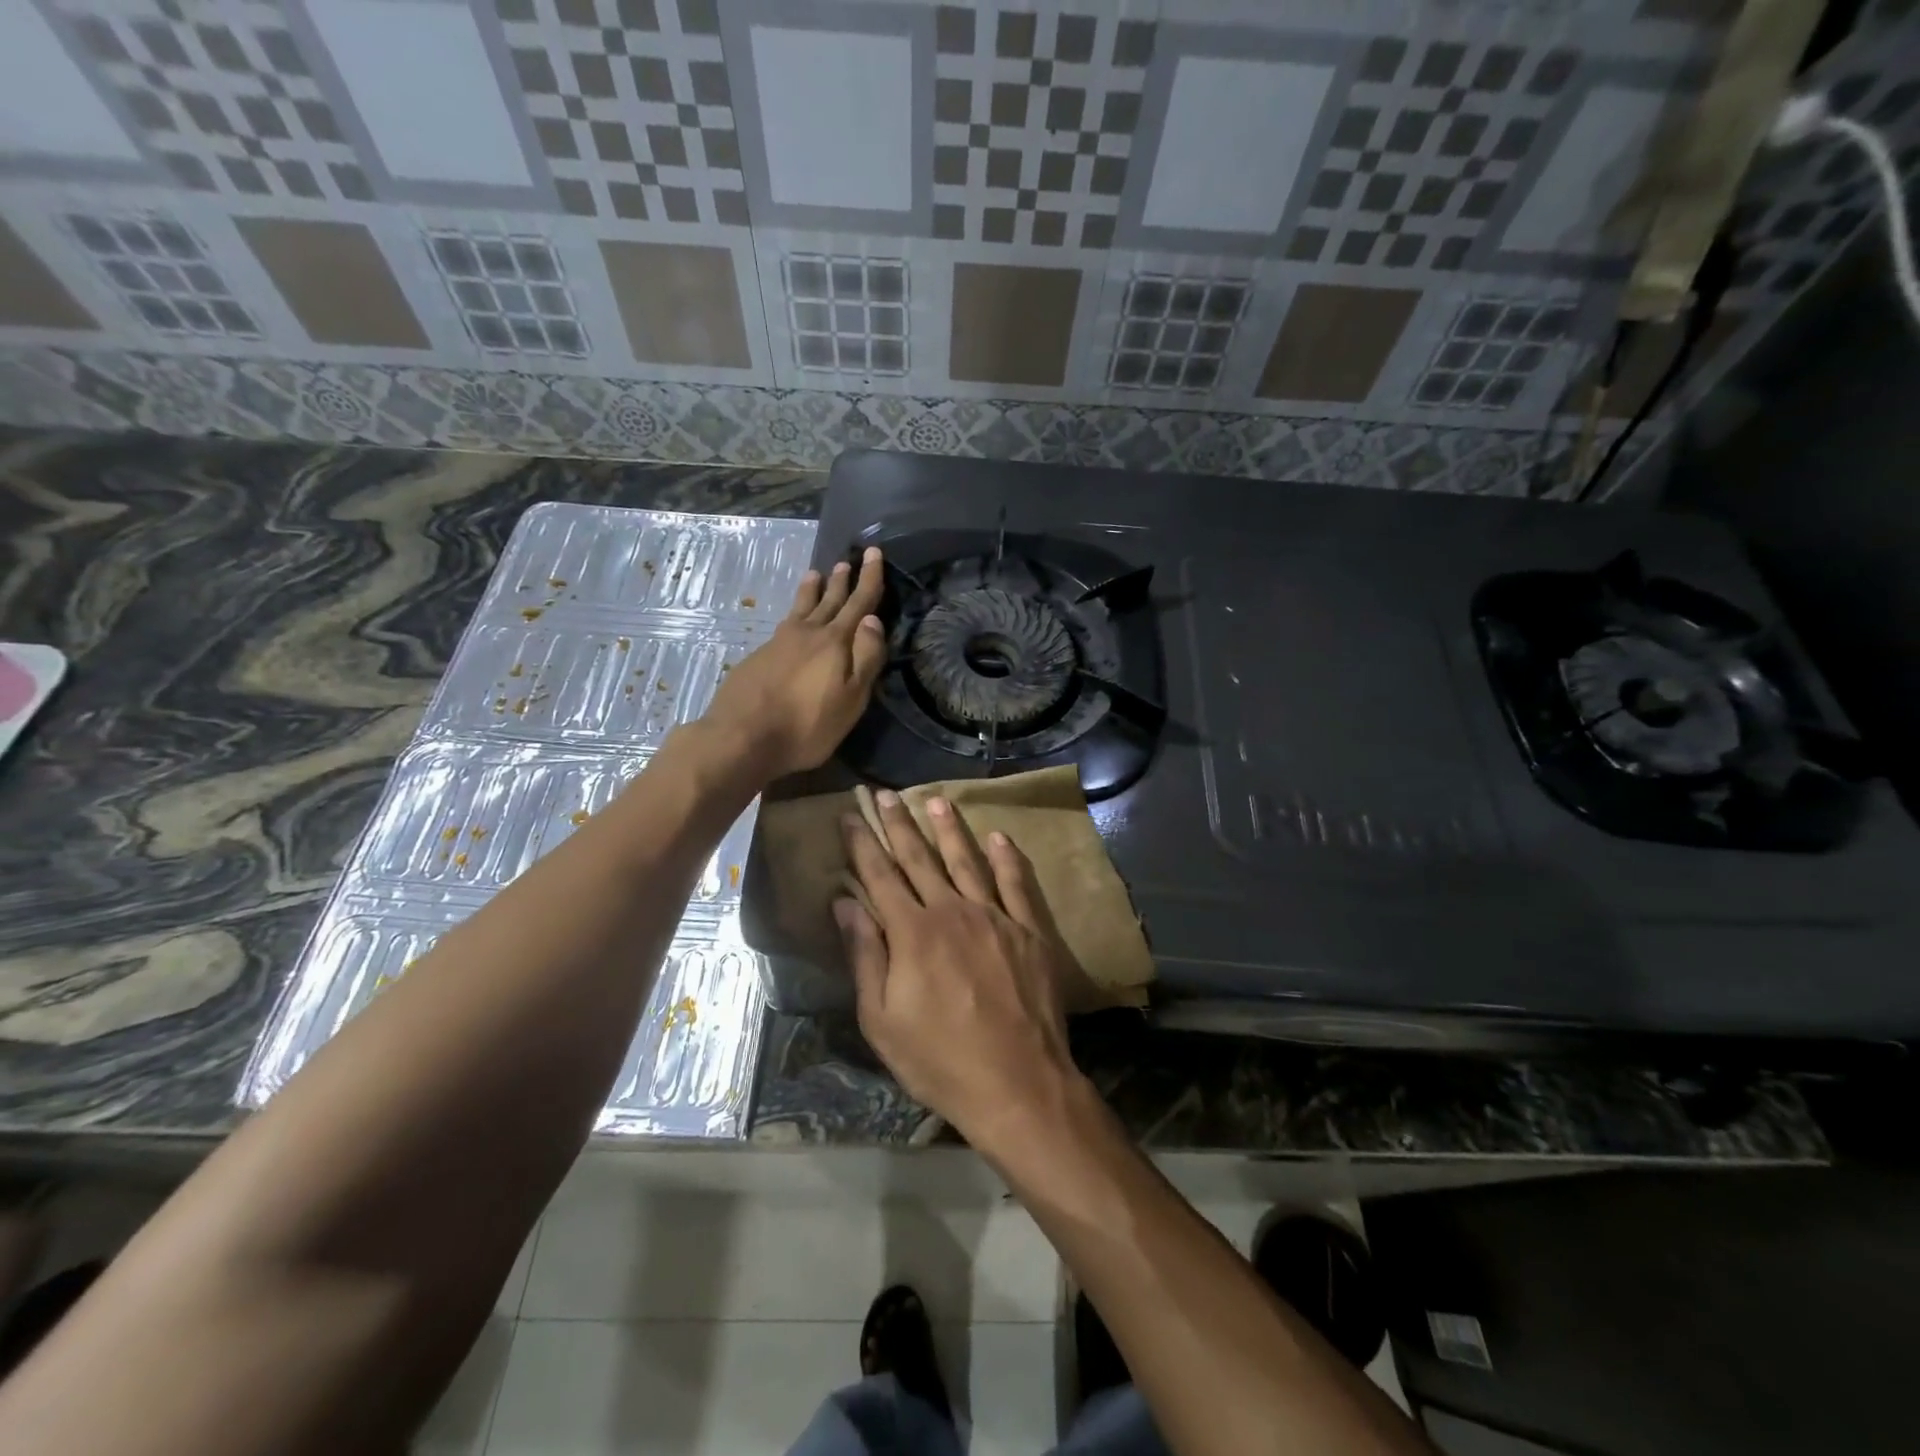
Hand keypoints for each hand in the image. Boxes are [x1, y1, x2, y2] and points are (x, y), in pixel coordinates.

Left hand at [702, 548, 886, 779]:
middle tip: (848, 561)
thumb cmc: (806, 725)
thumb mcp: (850, 699)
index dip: (869, 579)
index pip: (859, 603)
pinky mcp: (759, 656)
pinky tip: (791, 618)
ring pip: (801, 608)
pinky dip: (794, 611)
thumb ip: (865, 658)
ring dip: (811, 590)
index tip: (873, 553)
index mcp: (835, 642)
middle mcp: (807, 633)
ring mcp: (779, 642)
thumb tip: (873, 620)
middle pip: (829, 601)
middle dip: (842, 581)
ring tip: (815, 574)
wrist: (741, 736)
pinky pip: (784, 623)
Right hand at [835, 790, 1085, 1149]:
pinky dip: (1006, 858)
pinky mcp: (1029, 931)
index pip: (880, 875)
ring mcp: (995, 917)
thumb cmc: (939, 1059)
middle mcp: (952, 911)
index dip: (863, 843)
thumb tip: (845, 903)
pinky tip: (997, 837)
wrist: (1017, 1084)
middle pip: (920, 858)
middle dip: (899, 824)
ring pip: (967, 861)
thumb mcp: (882, 1019)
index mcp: (912, 932)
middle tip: (885, 793)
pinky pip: (1016, 884)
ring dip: (949, 829)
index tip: (851, 814)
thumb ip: (865, 955)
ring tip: (935, 800)